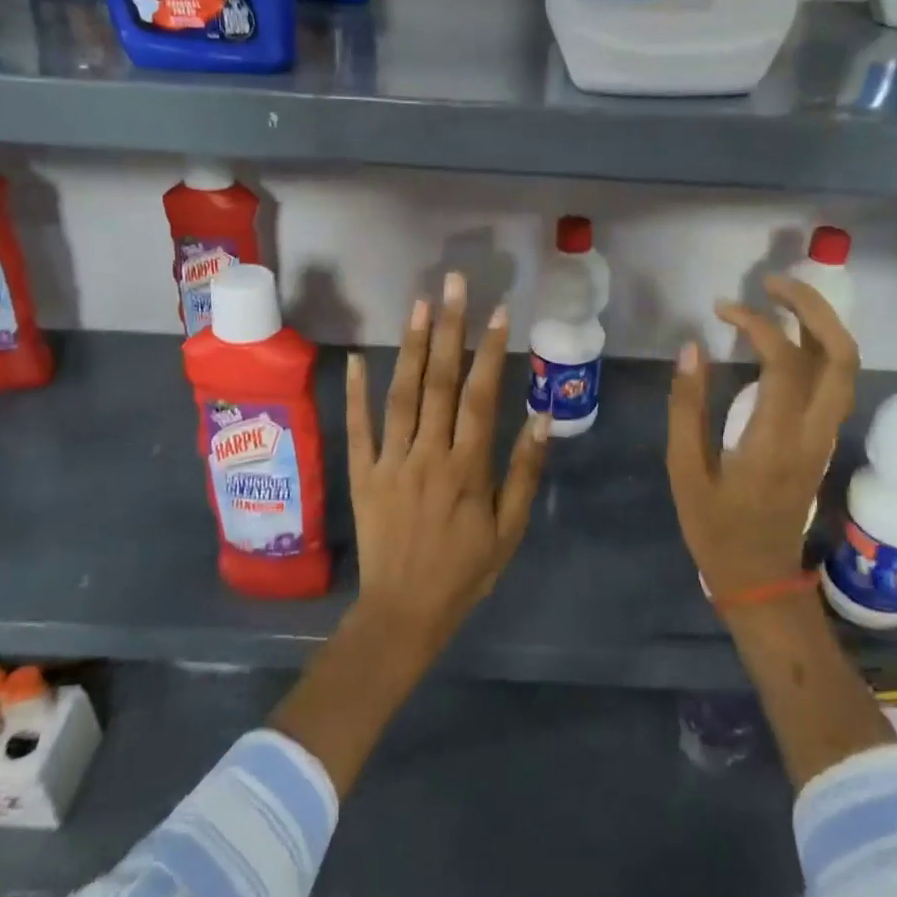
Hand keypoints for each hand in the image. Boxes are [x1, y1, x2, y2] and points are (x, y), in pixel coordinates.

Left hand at [345, 271, 550, 655]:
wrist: (404, 612)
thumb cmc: (465, 571)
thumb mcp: (509, 529)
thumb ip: (524, 471)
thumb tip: (542, 416)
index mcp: (467, 468)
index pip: (480, 397)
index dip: (490, 351)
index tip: (499, 311)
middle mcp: (428, 455)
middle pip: (438, 383)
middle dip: (448, 329)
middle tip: (453, 284)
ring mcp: (390, 462)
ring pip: (401, 396)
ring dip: (410, 347)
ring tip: (418, 304)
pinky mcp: (361, 474)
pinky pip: (358, 428)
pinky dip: (355, 392)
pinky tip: (355, 358)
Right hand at [666, 276, 857, 600]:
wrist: (760, 578)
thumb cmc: (716, 529)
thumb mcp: (685, 471)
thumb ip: (686, 407)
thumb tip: (691, 348)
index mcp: (775, 440)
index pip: (784, 362)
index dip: (756, 324)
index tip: (722, 310)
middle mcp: (812, 432)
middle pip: (840, 355)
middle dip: (812, 307)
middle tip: (772, 283)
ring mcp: (825, 436)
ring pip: (846, 367)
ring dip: (821, 323)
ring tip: (780, 299)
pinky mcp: (823, 440)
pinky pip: (834, 382)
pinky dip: (817, 346)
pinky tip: (785, 338)